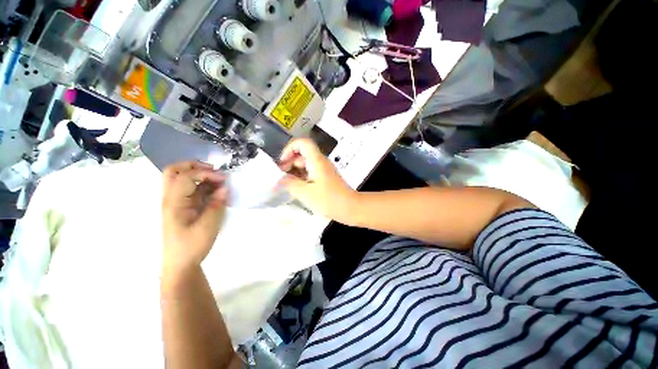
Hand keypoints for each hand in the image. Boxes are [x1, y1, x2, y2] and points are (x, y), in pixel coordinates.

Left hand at [161, 161, 227, 274]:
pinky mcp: (183, 206)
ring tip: (218, 181)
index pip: (186, 176)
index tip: (224, 179)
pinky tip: (215, 190)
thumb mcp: (208, 227)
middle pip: (174, 171)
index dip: (206, 173)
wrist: (180, 264)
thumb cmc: (192, 246)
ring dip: (199, 174)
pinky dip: (203, 184)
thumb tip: (224, 188)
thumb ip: (216, 205)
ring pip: (181, 178)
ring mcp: (176, 202)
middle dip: (195, 166)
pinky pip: (191, 188)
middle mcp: (171, 198)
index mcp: (174, 203)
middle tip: (214, 171)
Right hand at [278, 139, 357, 222]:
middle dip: (289, 162)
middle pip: (302, 154)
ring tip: (286, 184)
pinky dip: (302, 177)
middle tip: (280, 177)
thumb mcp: (305, 193)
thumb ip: (290, 184)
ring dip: (295, 171)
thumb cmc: (328, 199)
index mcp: (316, 160)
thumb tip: (281, 179)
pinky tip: (296, 188)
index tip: (282, 163)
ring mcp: (323, 170)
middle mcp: (320, 162)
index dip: (289, 149)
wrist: (350, 207)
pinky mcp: (325, 178)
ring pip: (306, 164)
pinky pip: (310, 172)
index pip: (302, 143)